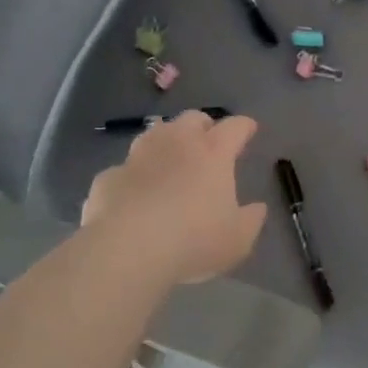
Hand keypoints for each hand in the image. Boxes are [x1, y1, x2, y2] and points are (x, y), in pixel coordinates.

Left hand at [81, 112, 267, 284]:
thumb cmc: (193, 240)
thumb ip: (251, 220)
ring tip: (169, 161)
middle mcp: (176, 143)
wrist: (127, 249)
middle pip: (192, 118)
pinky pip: (125, 170)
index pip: (235, 127)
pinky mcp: (109, 176)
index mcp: (213, 152)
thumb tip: (257, 208)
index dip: (244, 126)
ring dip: (165, 142)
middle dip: (203, 126)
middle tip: (207, 142)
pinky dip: (133, 177)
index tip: (249, 129)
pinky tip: (133, 195)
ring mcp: (139, 156)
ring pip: (155, 133)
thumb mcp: (237, 240)